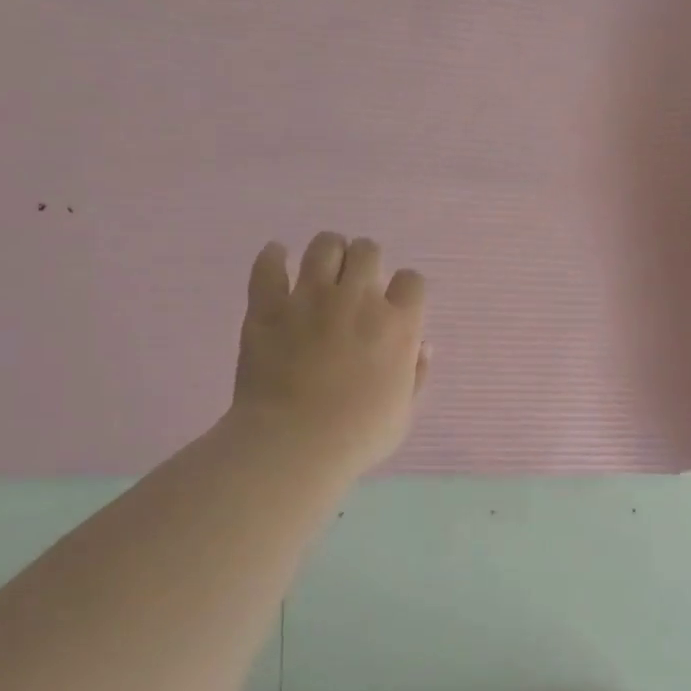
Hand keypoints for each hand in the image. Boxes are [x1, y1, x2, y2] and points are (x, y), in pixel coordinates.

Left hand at [222, 233, 428, 480]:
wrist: (293, 444)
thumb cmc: (358, 436)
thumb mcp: (403, 412)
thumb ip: (416, 374)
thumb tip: (422, 345)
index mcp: (397, 325)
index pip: (412, 281)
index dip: (405, 289)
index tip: (397, 303)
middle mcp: (358, 300)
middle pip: (368, 251)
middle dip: (367, 261)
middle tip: (358, 282)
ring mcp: (310, 298)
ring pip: (324, 246)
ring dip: (329, 251)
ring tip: (324, 267)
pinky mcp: (268, 307)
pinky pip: (269, 265)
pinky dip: (273, 257)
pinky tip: (277, 258)